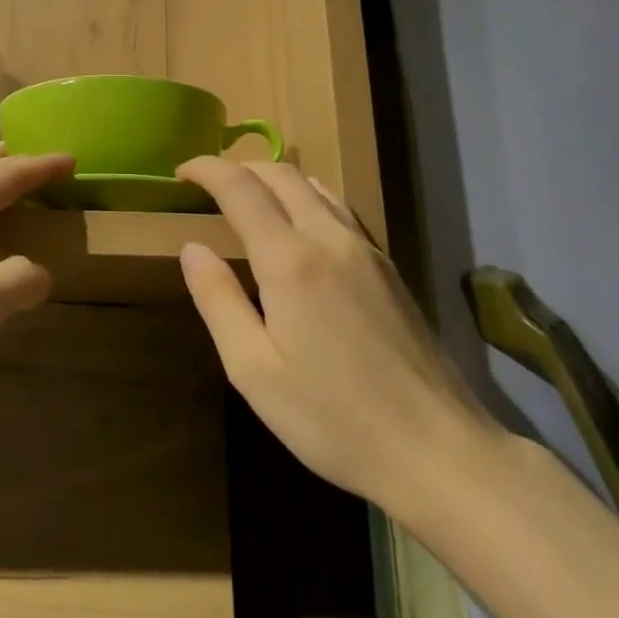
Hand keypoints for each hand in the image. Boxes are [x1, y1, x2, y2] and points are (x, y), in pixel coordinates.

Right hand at [177, 158, 496, 517]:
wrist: (438, 450)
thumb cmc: (333, 418)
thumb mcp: (254, 370)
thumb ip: (218, 301)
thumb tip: (192, 248)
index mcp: (291, 260)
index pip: (241, 188)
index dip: (207, 169)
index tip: (180, 172)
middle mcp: (330, 239)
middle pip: (281, 175)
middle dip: (239, 167)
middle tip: (207, 183)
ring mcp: (367, 251)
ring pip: (315, 186)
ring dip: (274, 178)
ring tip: (247, 196)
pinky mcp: (389, 268)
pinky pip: (340, 209)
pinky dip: (307, 196)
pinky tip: (300, 222)